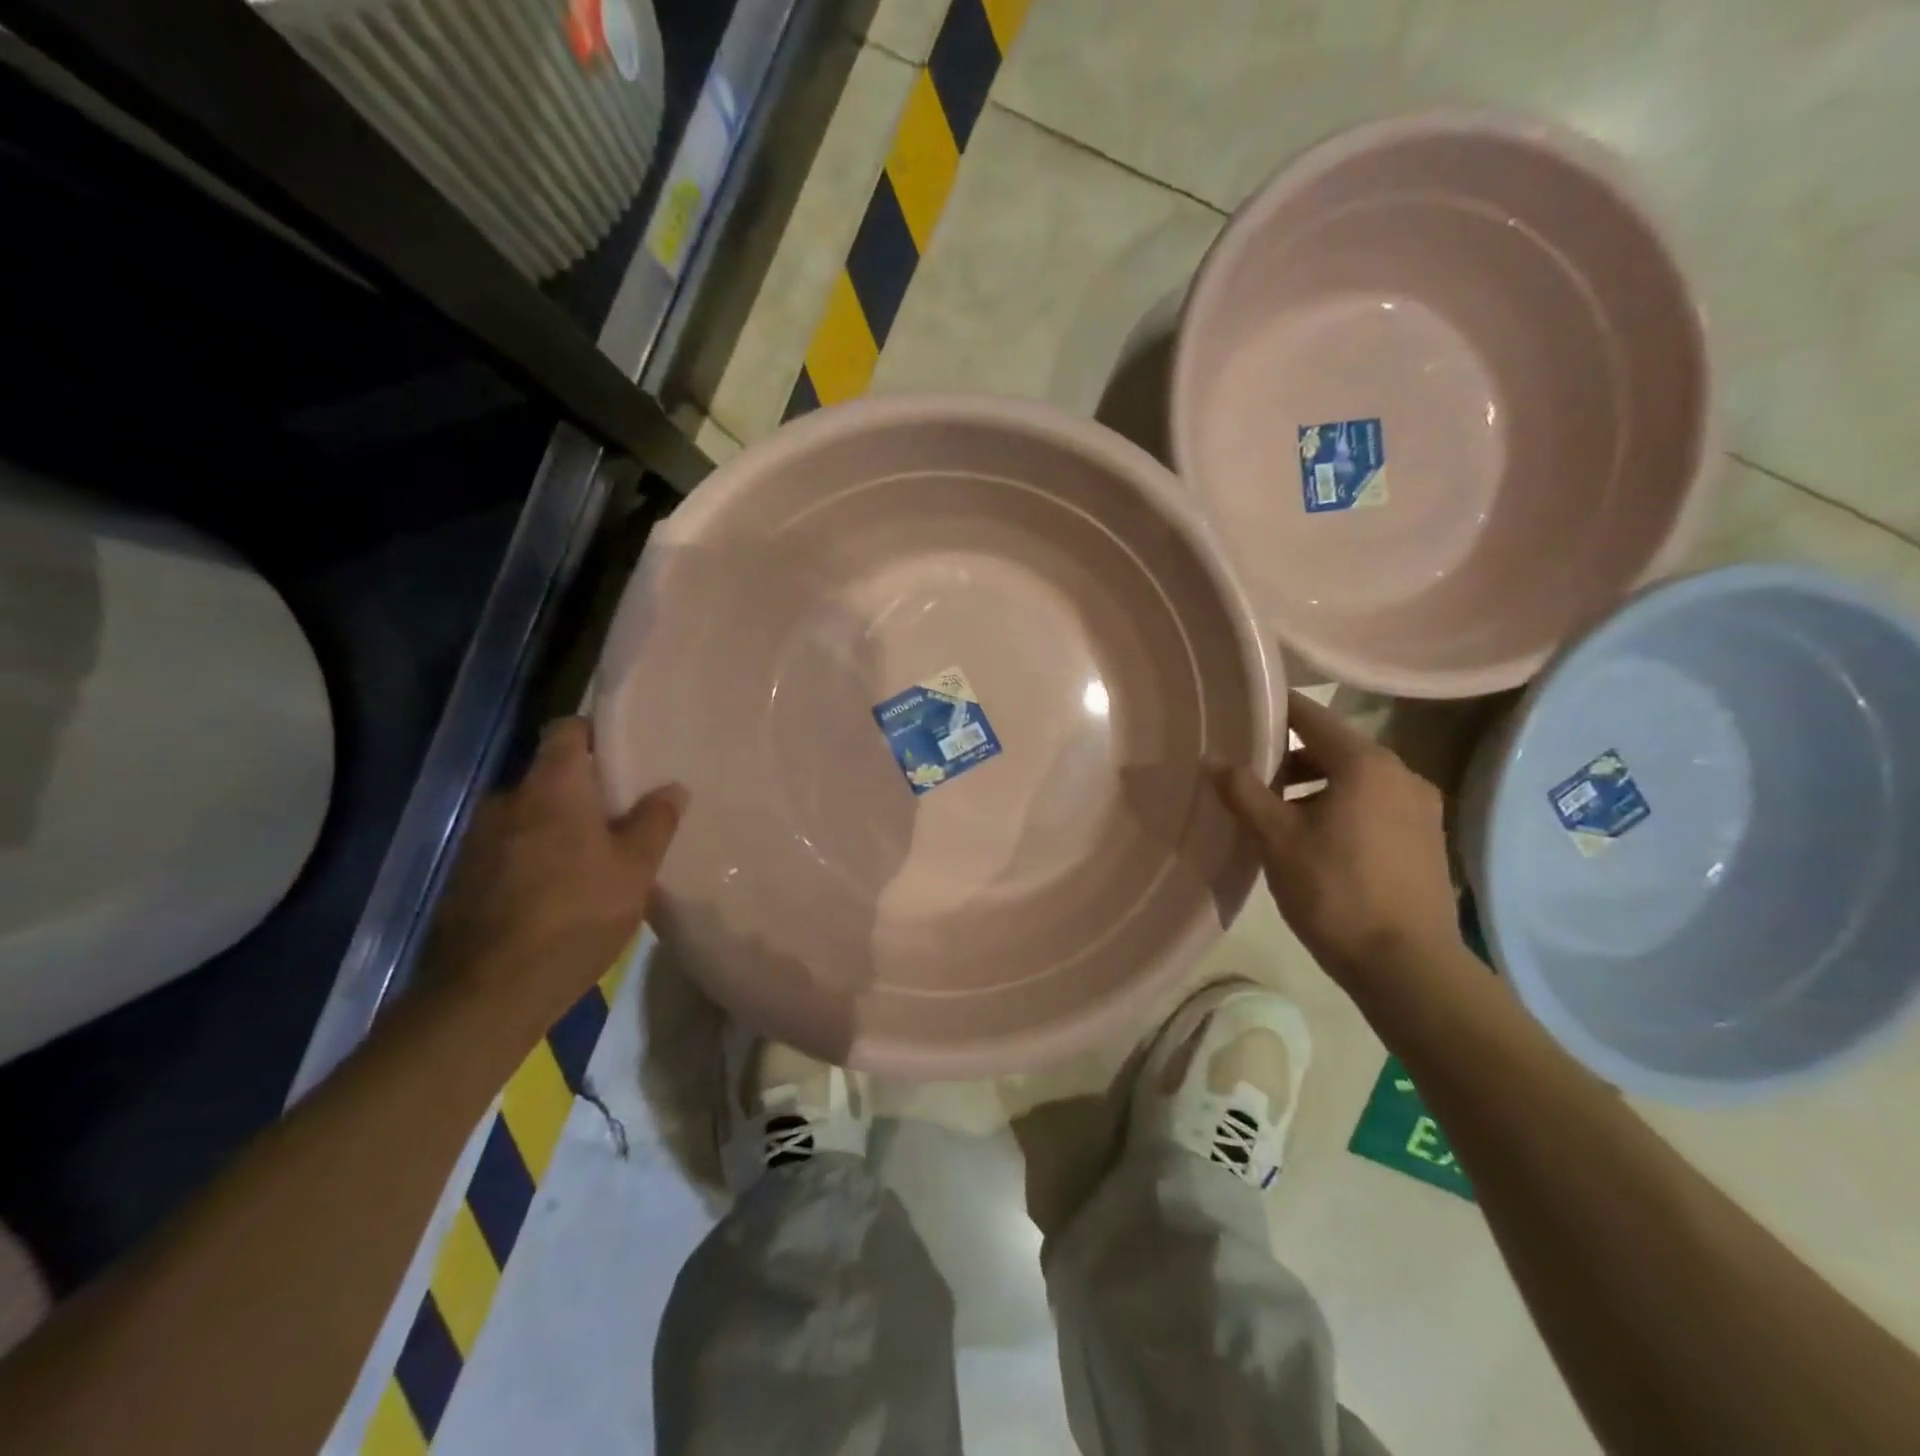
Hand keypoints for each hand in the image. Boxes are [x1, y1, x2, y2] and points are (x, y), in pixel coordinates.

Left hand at [419, 718, 684, 1033]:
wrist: (488, 992)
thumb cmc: (576, 915)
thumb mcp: (635, 870)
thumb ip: (654, 822)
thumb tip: (672, 788)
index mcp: (551, 788)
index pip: (566, 730)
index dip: (595, 734)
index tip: (624, 754)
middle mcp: (507, 801)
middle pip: (550, 775)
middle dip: (584, 790)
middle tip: (622, 815)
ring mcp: (478, 840)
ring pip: (529, 815)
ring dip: (558, 826)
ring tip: (593, 857)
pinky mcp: (465, 877)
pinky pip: (509, 848)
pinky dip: (535, 855)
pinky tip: (558, 891)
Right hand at [1214, 692, 1462, 1000]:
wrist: (1408, 966)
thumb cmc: (1335, 892)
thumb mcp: (1276, 840)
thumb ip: (1243, 792)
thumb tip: (1214, 759)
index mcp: (1366, 763)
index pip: (1311, 716)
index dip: (1273, 710)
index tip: (1240, 713)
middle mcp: (1401, 773)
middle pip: (1334, 747)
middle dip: (1290, 757)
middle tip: (1249, 776)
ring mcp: (1421, 806)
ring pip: (1355, 778)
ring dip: (1315, 785)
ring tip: (1278, 815)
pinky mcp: (1427, 837)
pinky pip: (1374, 804)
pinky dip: (1342, 806)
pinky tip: (1317, 840)